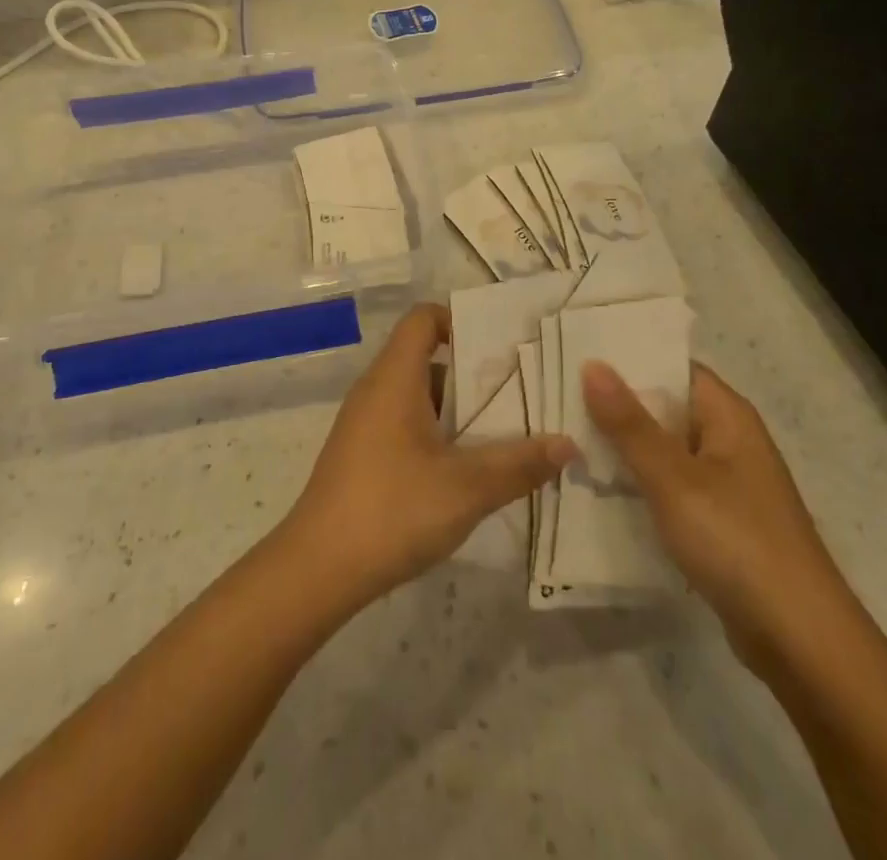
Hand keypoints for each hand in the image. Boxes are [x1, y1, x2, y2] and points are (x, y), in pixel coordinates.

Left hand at [282, 304, 576, 609]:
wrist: (318, 567)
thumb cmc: (393, 509)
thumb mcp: (467, 487)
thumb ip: (520, 463)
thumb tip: (568, 443)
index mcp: (394, 377)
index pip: (423, 318)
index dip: (460, 321)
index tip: (500, 347)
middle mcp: (375, 389)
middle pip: (426, 358)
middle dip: (472, 373)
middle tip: (520, 394)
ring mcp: (364, 422)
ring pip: (417, 395)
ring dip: (457, 409)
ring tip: (505, 433)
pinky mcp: (361, 453)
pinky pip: (404, 423)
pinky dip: (436, 433)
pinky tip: (466, 469)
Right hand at [582, 359, 852, 669]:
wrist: (801, 642)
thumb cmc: (737, 542)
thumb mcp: (673, 478)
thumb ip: (629, 423)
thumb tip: (592, 364)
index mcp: (728, 415)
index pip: (672, 366)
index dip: (627, 358)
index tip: (576, 353)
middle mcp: (730, 440)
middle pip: (665, 406)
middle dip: (615, 403)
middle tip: (556, 394)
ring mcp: (726, 483)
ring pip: (664, 449)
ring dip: (623, 445)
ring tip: (564, 434)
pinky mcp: (720, 521)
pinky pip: (671, 485)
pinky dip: (639, 482)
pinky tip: (598, 486)